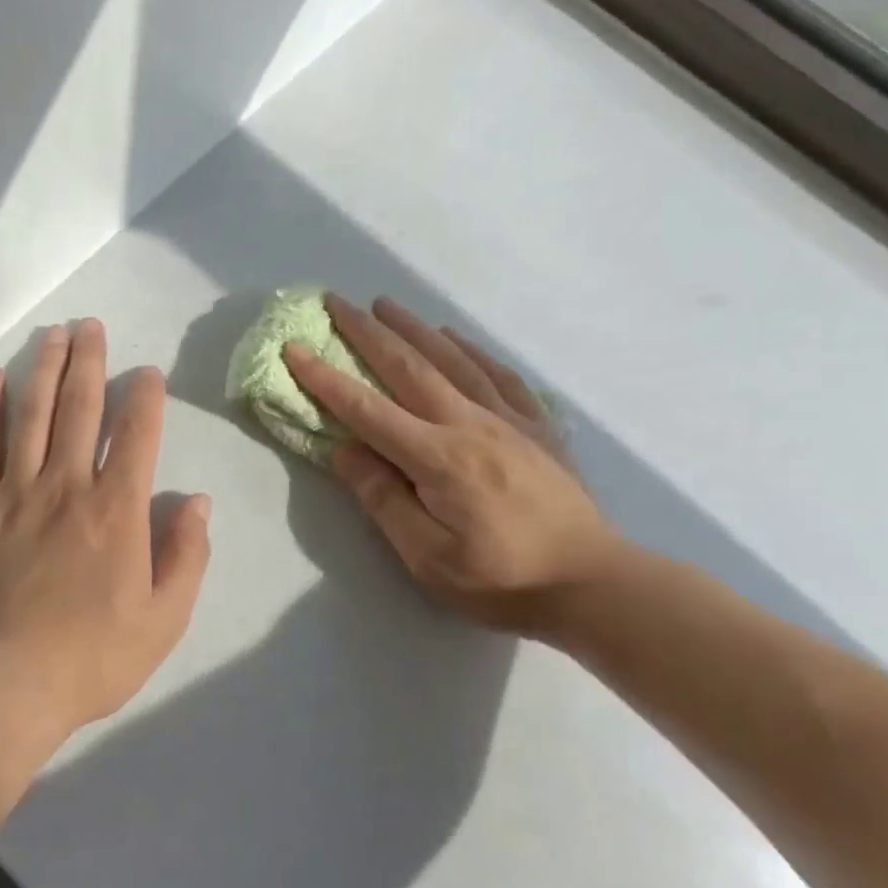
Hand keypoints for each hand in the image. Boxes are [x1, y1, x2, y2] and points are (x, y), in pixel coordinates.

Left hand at [0, 320, 212, 746]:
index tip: (147, 372)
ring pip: (30, 415)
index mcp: (116, 511)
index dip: (145, 398)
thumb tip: (197, 501)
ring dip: (43, 369)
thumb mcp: (164, 620)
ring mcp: (13, 494)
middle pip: (79, 408)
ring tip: (52, 333)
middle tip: (90, 325)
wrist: (1, 687)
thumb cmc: (90, 659)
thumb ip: (186, 556)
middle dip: (89, 362)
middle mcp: (66, 486)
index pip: (136, 435)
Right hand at [283, 295, 624, 634]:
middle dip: (367, 332)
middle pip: (409, 368)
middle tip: (336, 302)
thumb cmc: (501, 581)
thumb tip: (345, 451)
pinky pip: (499, 375)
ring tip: (386, 304)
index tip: (295, 349)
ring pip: (452, 360)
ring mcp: (509, 420)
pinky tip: (454, 338)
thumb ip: (383, 500)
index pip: (367, 410)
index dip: (326, 379)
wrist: (592, 584)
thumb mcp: (427, 558)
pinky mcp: (537, 426)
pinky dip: (471, 350)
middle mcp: (470, 425)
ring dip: (414, 328)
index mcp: (438, 459)